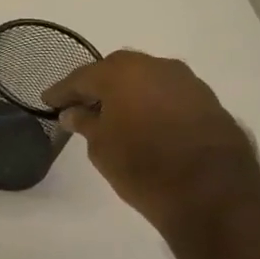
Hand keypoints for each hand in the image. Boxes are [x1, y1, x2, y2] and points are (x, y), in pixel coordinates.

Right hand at [42, 50, 259, 235]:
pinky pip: (167, 93)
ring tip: (111, 114)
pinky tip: (142, 121)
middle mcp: (155, 66)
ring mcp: (185, 81)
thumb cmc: (142, 166)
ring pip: (145, 79)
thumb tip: (74, 112)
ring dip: (126, 93)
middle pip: (116, 70)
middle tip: (78, 105)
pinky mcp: (207, 99)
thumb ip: (85, 123)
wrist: (212, 191)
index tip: (47, 101)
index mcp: (121, 73)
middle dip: (96, 86)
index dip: (61, 92)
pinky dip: (150, 102)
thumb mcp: (100, 147)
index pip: (81, 78)